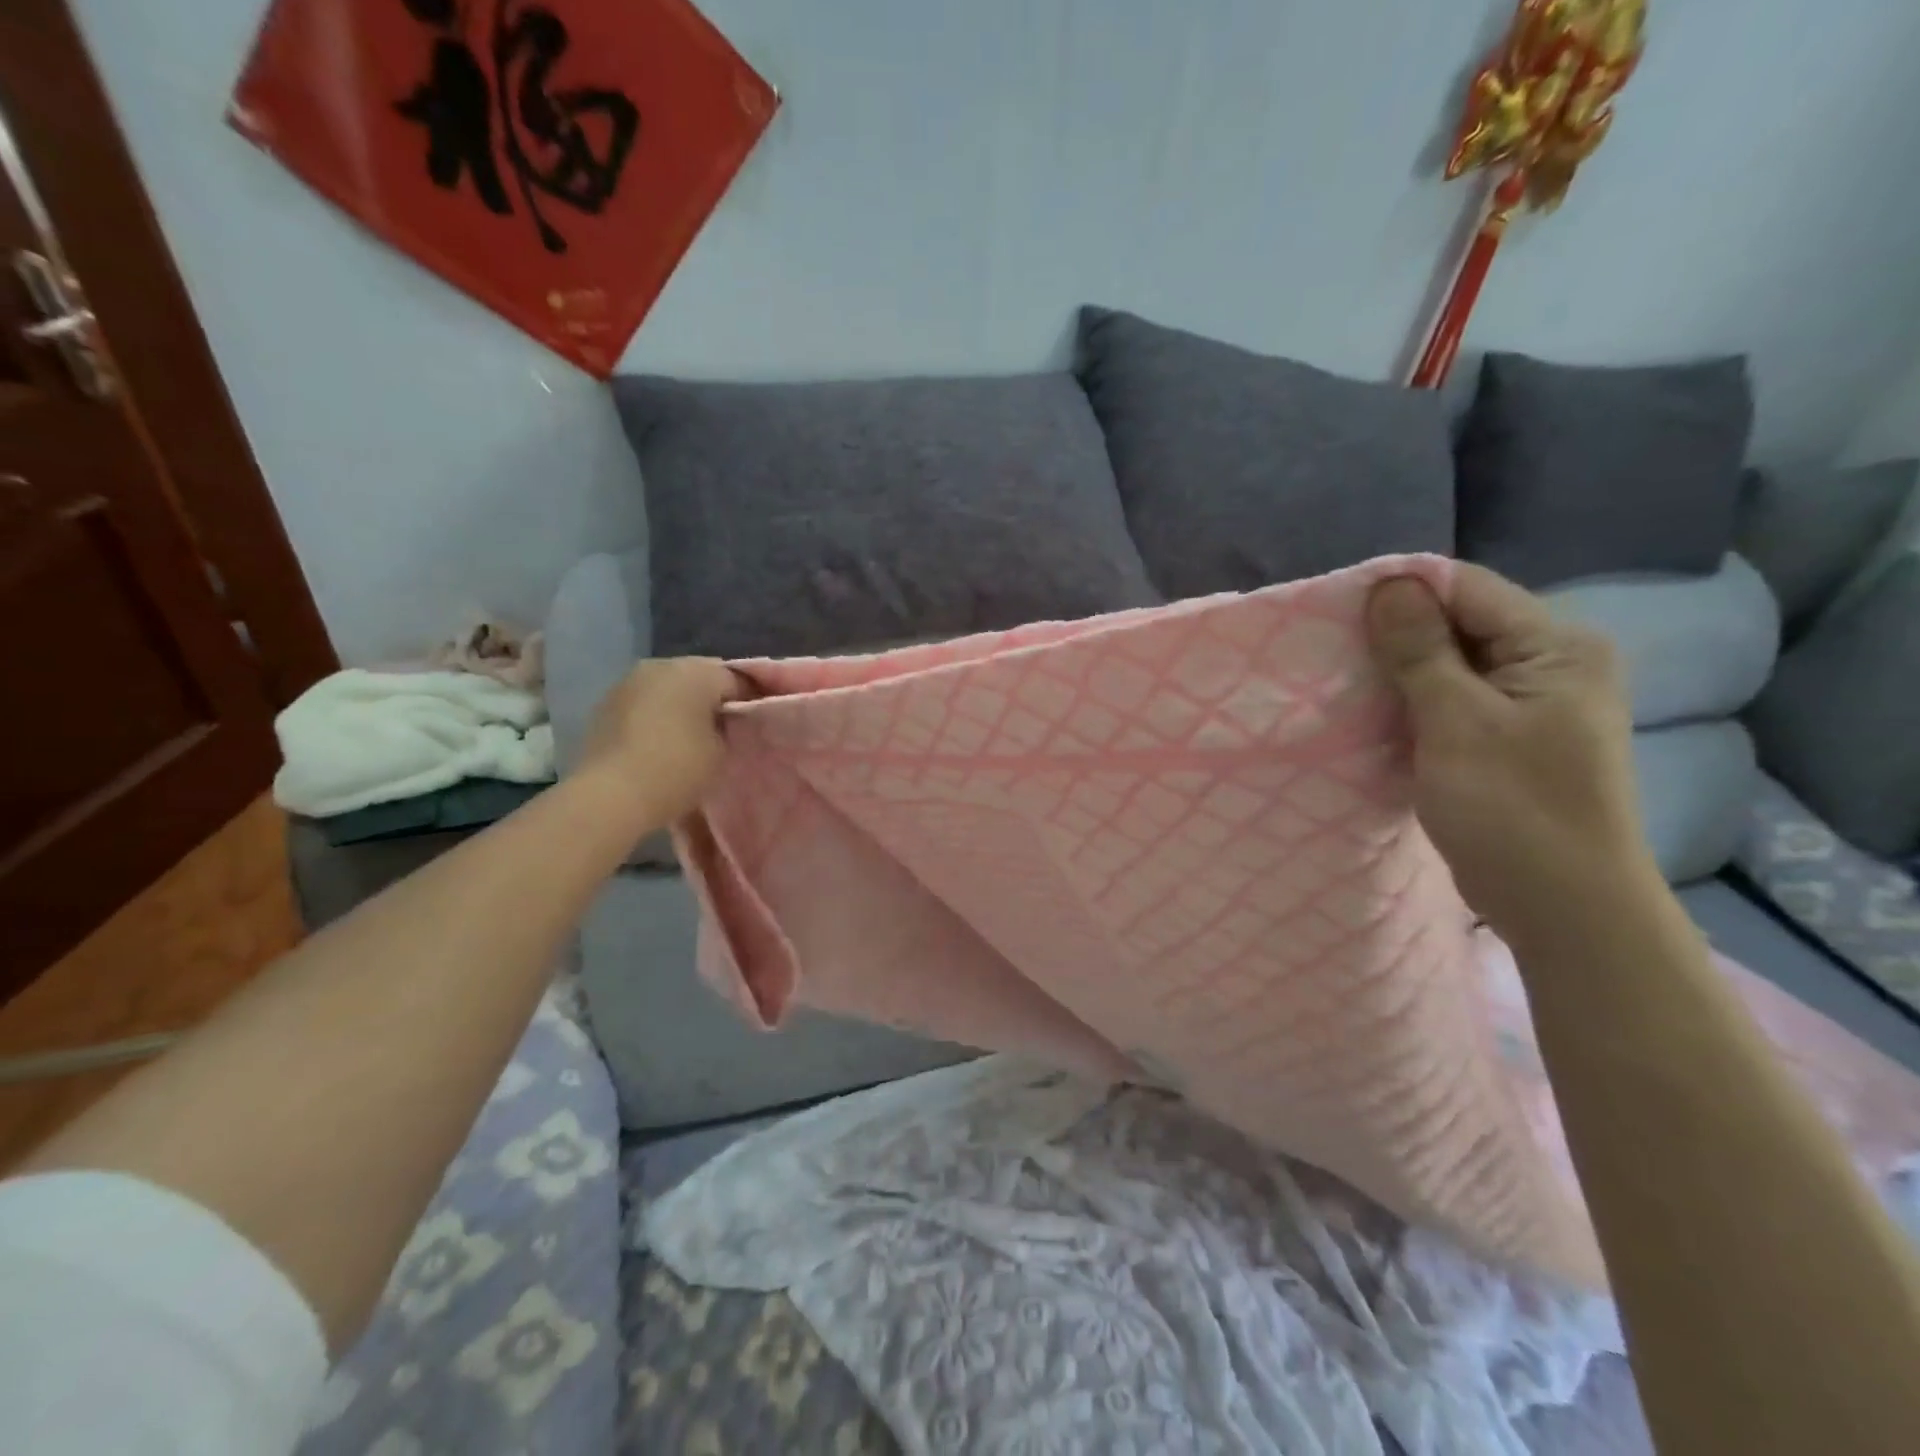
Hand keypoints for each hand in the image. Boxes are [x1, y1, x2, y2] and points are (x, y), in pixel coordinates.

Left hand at [576, 658, 747, 827]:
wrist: (610, 795)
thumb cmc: (677, 768)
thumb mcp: (721, 750)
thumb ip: (726, 727)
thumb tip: (719, 721)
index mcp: (696, 671)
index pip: (736, 679)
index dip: (749, 700)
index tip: (754, 724)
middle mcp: (661, 665)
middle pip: (699, 677)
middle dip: (712, 699)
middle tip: (725, 730)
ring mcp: (628, 682)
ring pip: (668, 688)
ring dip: (681, 705)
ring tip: (691, 737)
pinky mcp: (606, 704)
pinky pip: (644, 703)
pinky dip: (656, 716)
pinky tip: (660, 742)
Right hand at [1366, 564, 1658, 949]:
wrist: (1562, 906)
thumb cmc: (1512, 809)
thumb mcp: (1456, 722)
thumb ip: (1420, 650)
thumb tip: (1387, 584)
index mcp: (1556, 646)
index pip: (1467, 589)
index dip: (1401, 594)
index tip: (1337, 613)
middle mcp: (1551, 663)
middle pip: (1459, 623)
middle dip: (1396, 635)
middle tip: (1333, 651)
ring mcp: (1531, 703)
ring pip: (1450, 663)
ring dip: (1399, 671)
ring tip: (1344, 681)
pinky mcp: (1509, 736)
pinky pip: (1451, 700)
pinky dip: (1412, 702)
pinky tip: (1374, 714)